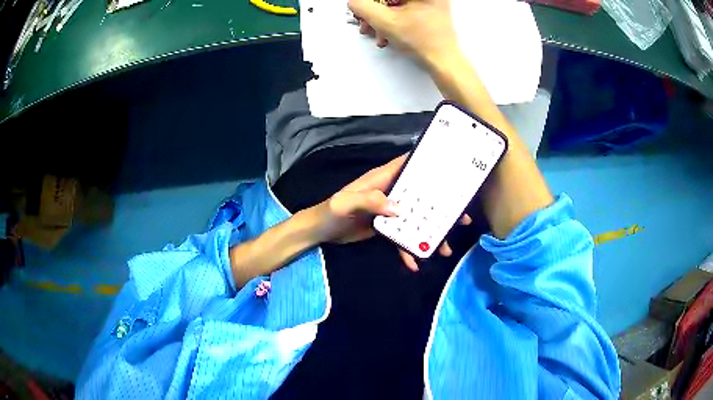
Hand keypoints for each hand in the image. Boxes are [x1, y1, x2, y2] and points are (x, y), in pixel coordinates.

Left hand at [312, 154, 470, 271]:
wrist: (319, 232)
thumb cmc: (330, 212)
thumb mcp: (345, 203)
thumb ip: (369, 201)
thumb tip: (399, 209)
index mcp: (382, 179)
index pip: (408, 165)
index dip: (429, 164)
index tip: (453, 171)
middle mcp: (389, 192)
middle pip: (421, 196)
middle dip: (441, 206)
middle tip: (461, 218)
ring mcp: (388, 211)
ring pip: (415, 219)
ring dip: (430, 232)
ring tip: (445, 248)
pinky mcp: (385, 228)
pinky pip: (401, 237)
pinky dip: (408, 249)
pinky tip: (415, 263)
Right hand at [348, 0, 458, 64]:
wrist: (442, 62)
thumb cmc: (427, 43)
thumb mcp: (386, 22)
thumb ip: (364, 8)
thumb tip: (354, 2)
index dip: (372, 3)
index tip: (363, 8)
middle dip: (374, 10)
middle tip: (366, 20)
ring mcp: (430, 4)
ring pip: (395, 4)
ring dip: (381, 17)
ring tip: (376, 30)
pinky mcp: (428, 13)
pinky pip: (403, 10)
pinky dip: (392, 20)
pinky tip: (387, 31)